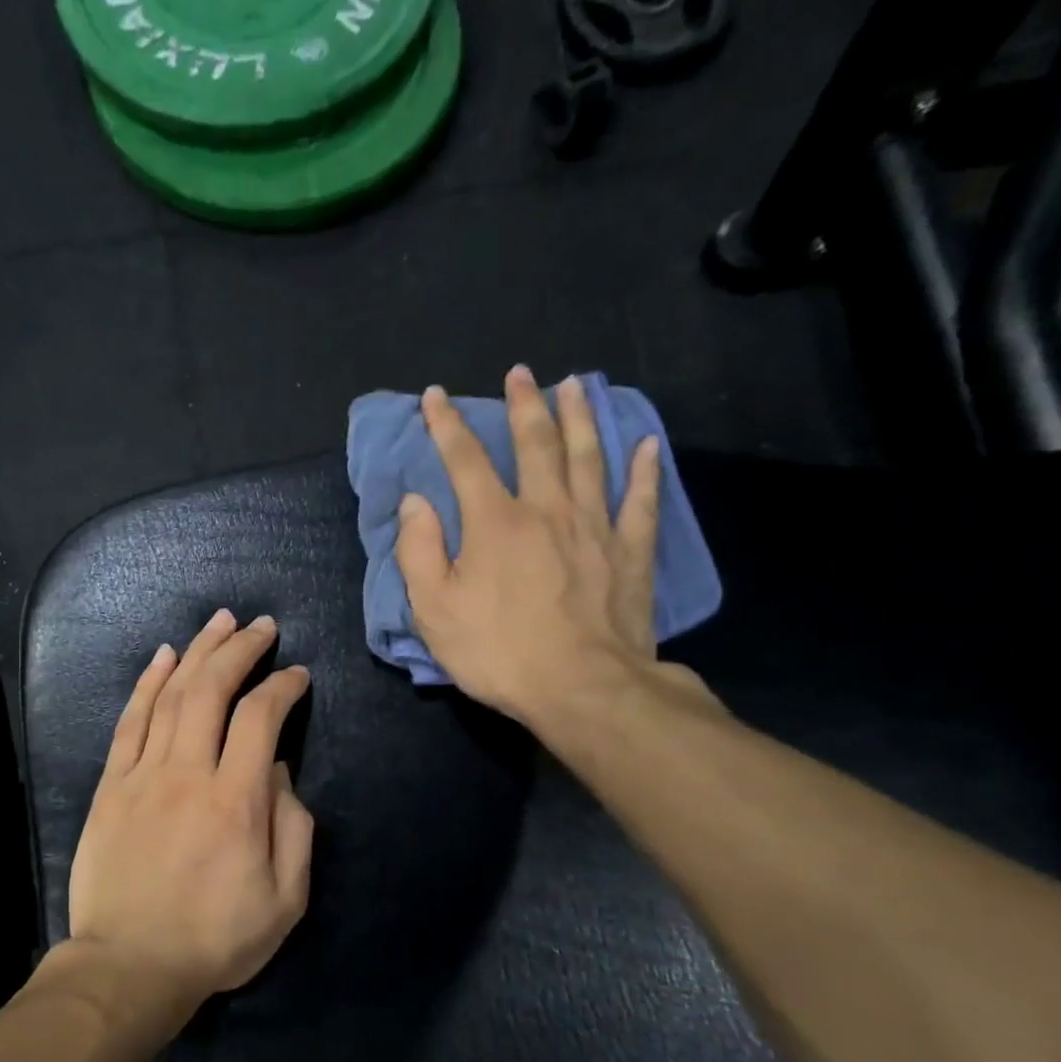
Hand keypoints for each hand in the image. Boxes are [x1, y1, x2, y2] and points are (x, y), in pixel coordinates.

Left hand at [68, 610, 314, 1010]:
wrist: (129, 965)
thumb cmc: (215, 939)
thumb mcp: (285, 900)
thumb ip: (293, 829)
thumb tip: (280, 773)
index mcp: (236, 801)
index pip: (263, 718)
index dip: (283, 687)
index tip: (297, 675)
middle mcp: (188, 774)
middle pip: (212, 690)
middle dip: (240, 649)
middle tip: (260, 625)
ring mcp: (142, 776)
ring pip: (170, 695)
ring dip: (197, 652)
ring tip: (219, 623)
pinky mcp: (111, 786)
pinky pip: (129, 722)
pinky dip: (146, 683)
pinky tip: (163, 657)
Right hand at [395, 366, 707, 740]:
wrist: (582, 688)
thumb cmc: (498, 652)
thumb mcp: (434, 610)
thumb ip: (419, 551)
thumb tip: (415, 502)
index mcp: (494, 523)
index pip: (465, 460)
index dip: (447, 425)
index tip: (436, 396)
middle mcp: (546, 509)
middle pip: (536, 444)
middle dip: (523, 405)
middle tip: (520, 373)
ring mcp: (595, 527)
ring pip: (589, 457)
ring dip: (580, 417)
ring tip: (575, 385)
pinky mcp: (630, 552)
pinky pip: (640, 500)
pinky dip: (643, 470)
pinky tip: (646, 446)